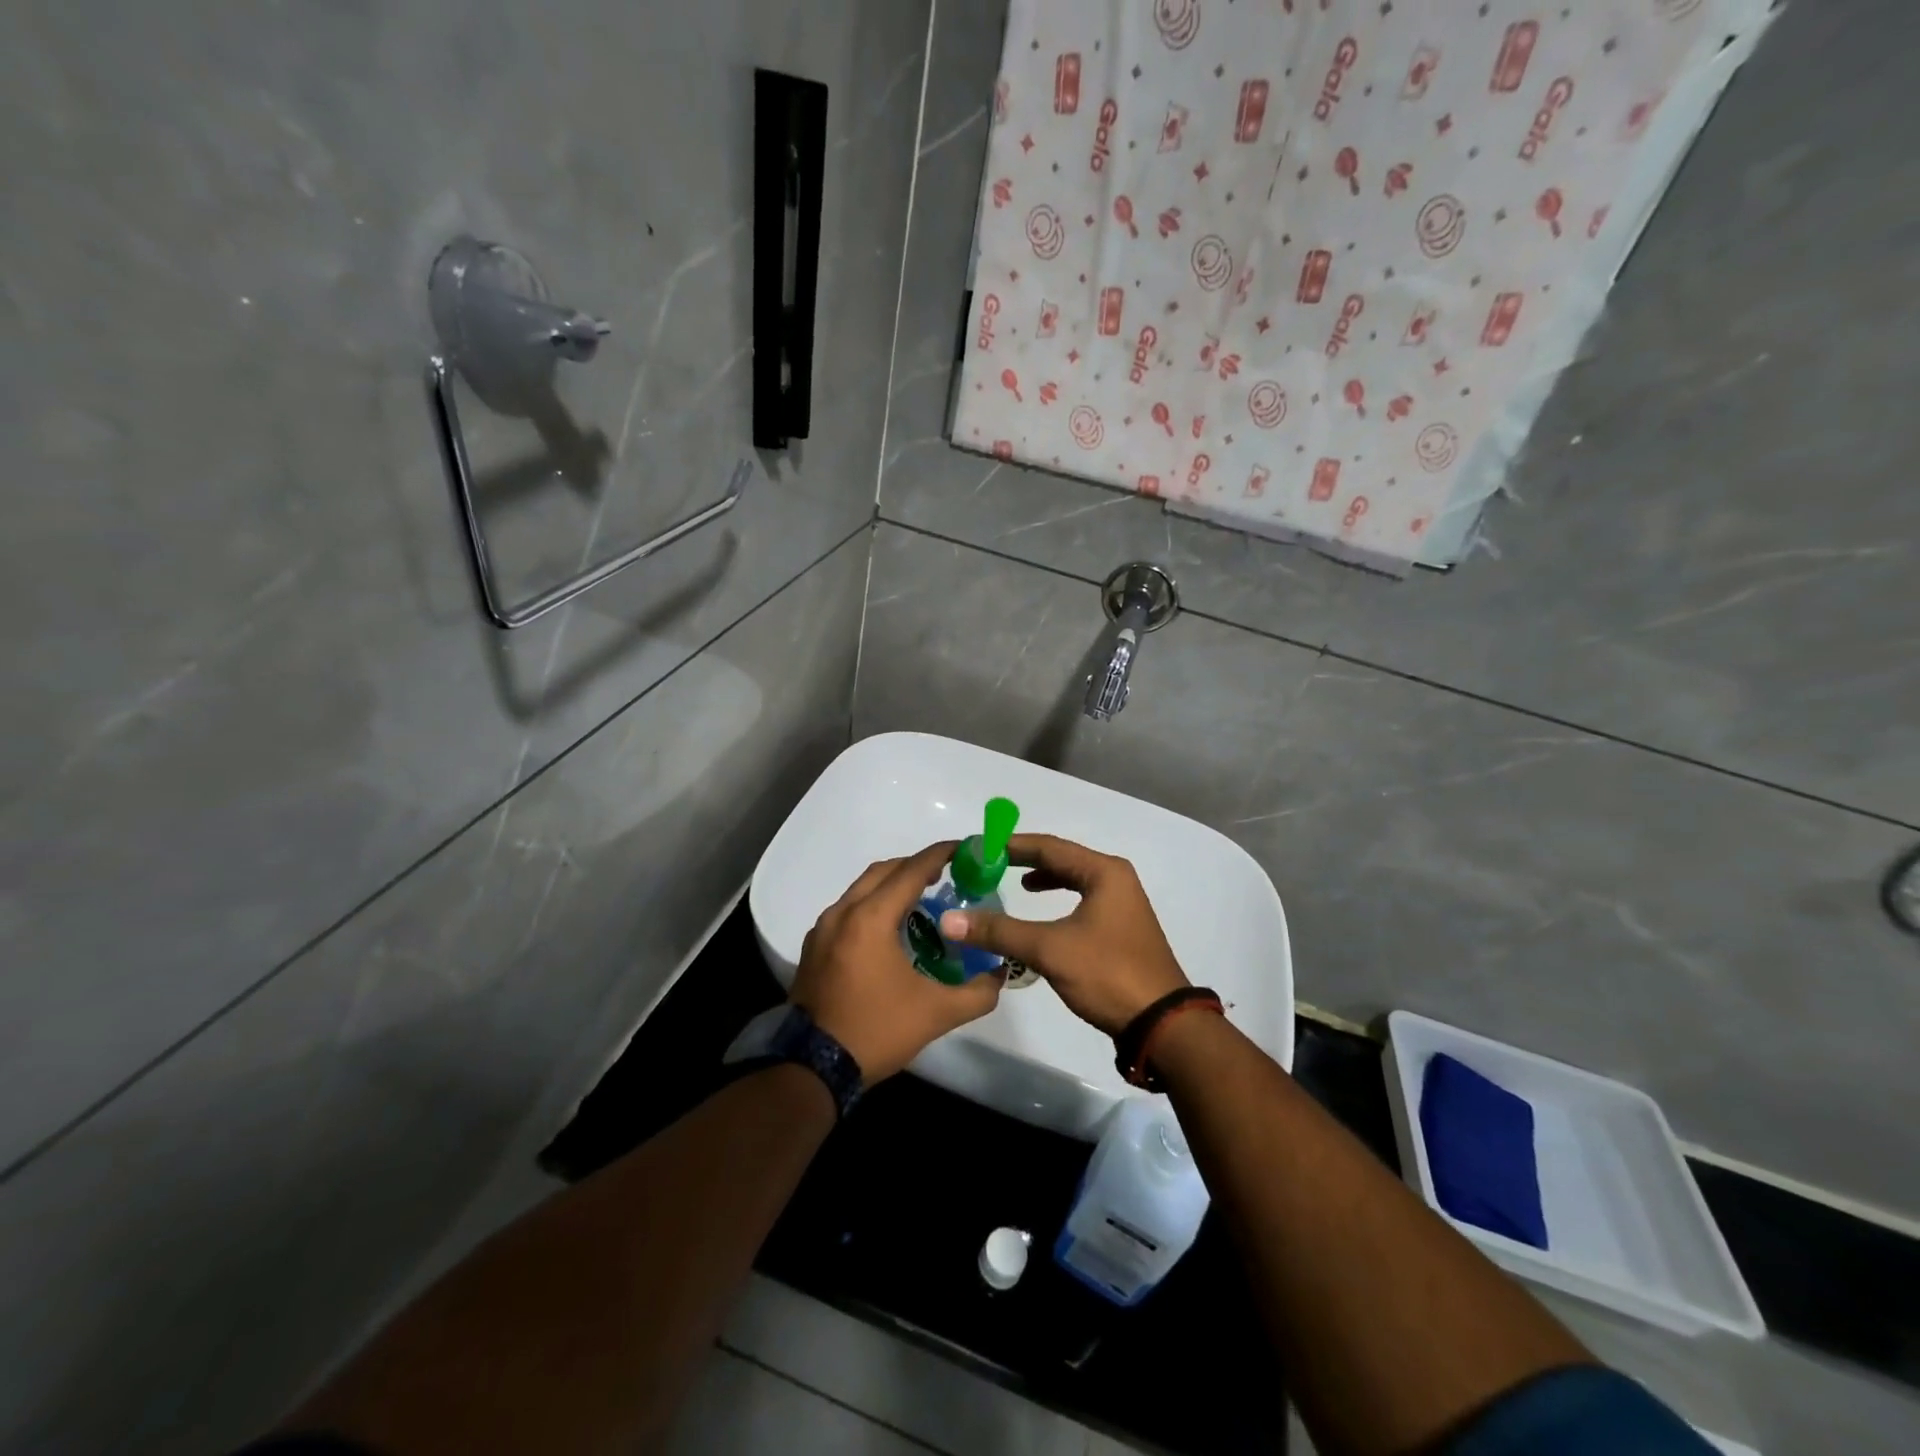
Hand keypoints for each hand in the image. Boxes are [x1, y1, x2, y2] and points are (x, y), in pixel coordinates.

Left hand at [791, 842, 1004, 1081]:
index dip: (940, 855)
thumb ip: (977, 992)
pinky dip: (871, 905)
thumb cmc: (876, 1030)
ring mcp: (823, 929)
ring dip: (892, 885)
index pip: (911, 870)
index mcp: (871, 918)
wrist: (812, 1067)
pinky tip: (889, 930)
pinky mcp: (814, 947)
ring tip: (921, 901)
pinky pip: (847, 909)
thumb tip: (1000, 975)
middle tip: (947, 876)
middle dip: (916, 866)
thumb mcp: (936, 1013)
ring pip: (861, 889)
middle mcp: (843, 912)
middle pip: (884, 871)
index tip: (965, 848)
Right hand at [938, 834, 1188, 1037]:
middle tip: (990, 864)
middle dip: (1025, 861)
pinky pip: (1082, 899)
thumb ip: (1000, 932)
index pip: (1048, 846)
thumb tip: (950, 920)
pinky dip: (1059, 900)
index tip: (980, 847)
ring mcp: (1122, 903)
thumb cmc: (1108, 974)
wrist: (1162, 1023)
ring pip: (1074, 880)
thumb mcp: (1049, 949)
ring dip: (1044, 880)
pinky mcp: (1121, 927)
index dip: (1011, 845)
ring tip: (1014, 884)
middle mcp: (1115, 879)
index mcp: (1103, 872)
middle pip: (1062, 859)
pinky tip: (1043, 915)